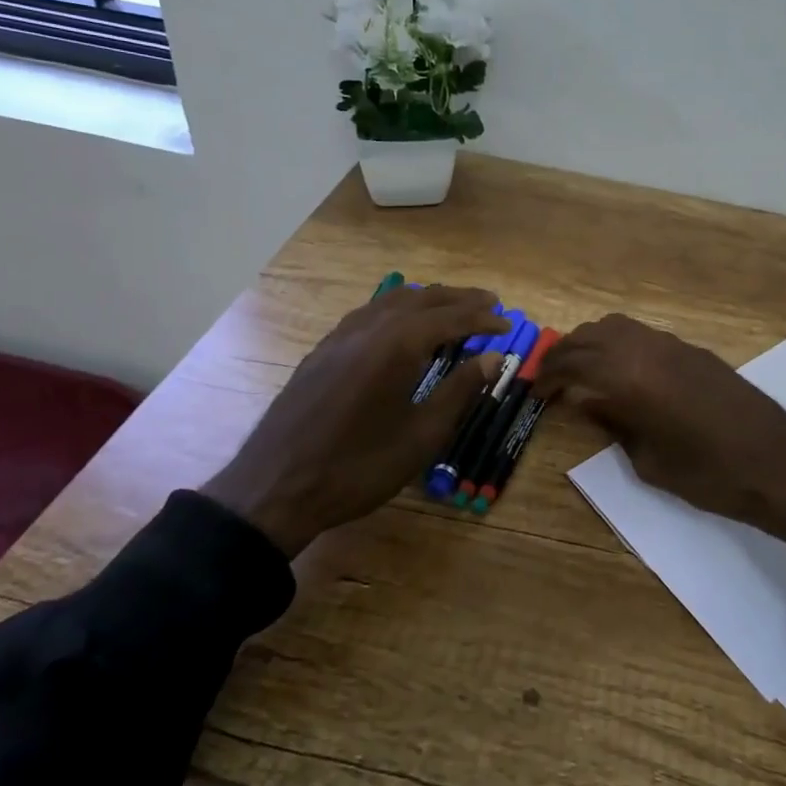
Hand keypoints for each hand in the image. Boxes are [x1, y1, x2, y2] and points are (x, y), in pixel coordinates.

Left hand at [202, 286, 506, 555]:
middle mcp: (368, 328)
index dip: (482, 319)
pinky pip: (367, 314)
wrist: (276, 487)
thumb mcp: (421, 436)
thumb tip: (492, 357)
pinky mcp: (321, 352)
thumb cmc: (359, 467)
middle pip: (421, 300)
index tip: (509, 325)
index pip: (450, 318)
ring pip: (390, 302)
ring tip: (451, 307)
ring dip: (426, 300)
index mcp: (396, 345)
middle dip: (458, 299)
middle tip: (490, 303)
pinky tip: (400, 325)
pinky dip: (395, 310)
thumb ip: (459, 390)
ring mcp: (339, 337)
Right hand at [537, 314, 785, 540]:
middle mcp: (648, 349)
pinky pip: (643, 335)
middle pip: (591, 335)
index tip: (535, 391)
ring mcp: (674, 345)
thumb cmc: (709, 475)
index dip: (549, 376)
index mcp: (631, 377)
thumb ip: (614, 423)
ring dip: (592, 343)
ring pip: (618, 327)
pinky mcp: (694, 351)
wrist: (779, 465)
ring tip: (581, 372)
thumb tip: (586, 401)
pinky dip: (619, 344)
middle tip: (550, 379)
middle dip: (565, 354)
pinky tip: (620, 371)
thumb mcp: (649, 460)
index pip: (574, 362)